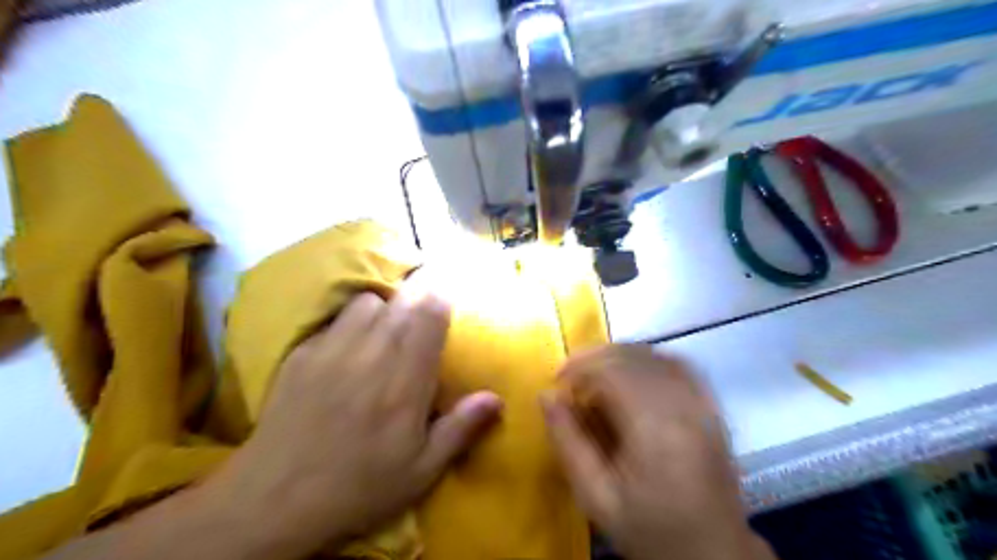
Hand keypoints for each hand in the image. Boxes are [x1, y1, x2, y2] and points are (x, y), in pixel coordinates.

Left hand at [211, 274, 505, 554]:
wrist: (274, 500)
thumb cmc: (359, 487)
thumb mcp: (420, 471)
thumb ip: (460, 429)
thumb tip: (496, 398)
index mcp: (405, 383)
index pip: (429, 317)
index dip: (442, 300)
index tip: (448, 301)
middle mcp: (371, 355)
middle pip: (402, 301)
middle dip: (420, 294)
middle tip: (424, 309)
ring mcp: (332, 350)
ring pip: (368, 302)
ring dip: (385, 307)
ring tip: (387, 328)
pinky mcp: (302, 354)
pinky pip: (336, 319)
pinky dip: (352, 321)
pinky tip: (350, 347)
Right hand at [542, 346, 773, 558]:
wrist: (712, 552)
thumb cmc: (649, 528)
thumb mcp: (595, 496)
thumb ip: (567, 442)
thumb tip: (546, 396)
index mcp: (653, 427)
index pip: (611, 371)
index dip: (579, 367)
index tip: (557, 383)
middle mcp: (682, 404)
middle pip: (632, 356)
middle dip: (595, 359)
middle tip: (571, 378)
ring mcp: (702, 402)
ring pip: (654, 354)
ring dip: (619, 357)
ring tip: (597, 376)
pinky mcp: (712, 406)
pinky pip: (678, 364)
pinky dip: (649, 360)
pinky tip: (634, 374)